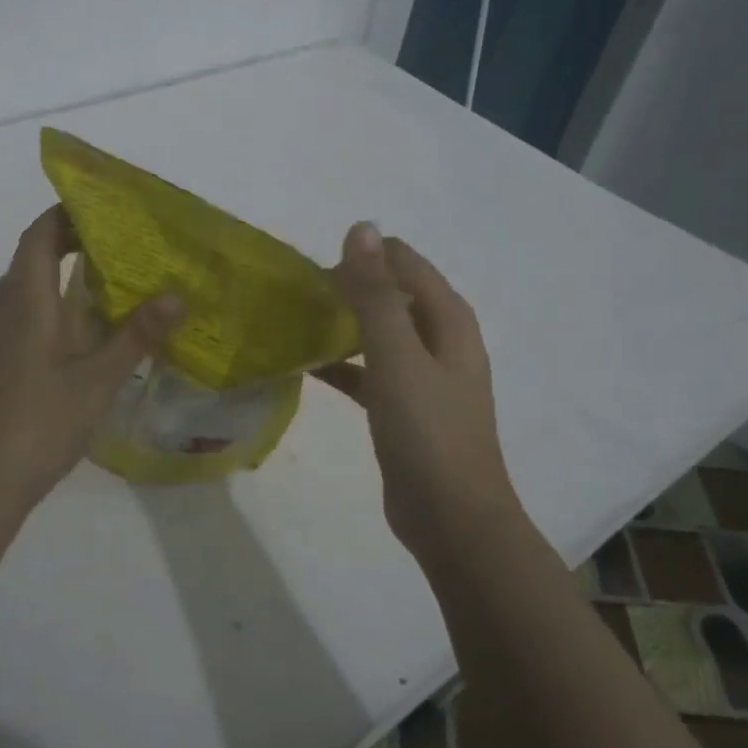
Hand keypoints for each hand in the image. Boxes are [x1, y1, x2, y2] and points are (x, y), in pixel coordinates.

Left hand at [0, 206, 182, 510]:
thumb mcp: (98, 379)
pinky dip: (57, 303)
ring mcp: (4, 337)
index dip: (64, 214)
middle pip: (32, 257)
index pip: (38, 237)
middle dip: (69, 240)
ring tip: (106, 271)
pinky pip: (31, 313)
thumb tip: (178, 294)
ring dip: (61, 272)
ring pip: (29, 287)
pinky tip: (88, 322)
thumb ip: (137, 336)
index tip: (102, 205)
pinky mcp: (7, 361)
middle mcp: (9, 310)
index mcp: (26, 303)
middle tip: (116, 238)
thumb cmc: (41, 422)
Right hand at [315, 223, 521, 553]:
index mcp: (448, 318)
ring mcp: (424, 376)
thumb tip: (360, 228)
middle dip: (347, 289)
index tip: (312, 275)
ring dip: (342, 325)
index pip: (403, 261)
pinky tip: (307, 366)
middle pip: (390, 294)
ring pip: (378, 333)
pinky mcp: (405, 408)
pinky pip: (369, 372)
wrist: (452, 518)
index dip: (360, 259)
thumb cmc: (428, 432)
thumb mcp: (397, 357)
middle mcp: (440, 339)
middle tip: (297, 299)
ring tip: (295, 324)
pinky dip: (342, 365)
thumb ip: (376, 294)